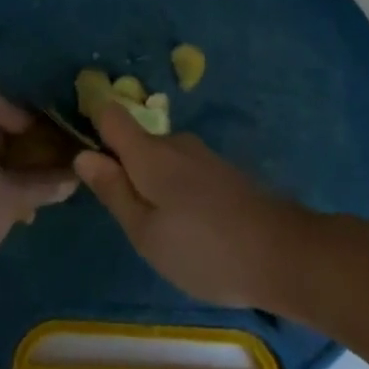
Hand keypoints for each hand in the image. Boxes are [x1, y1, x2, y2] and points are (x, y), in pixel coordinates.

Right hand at [73, 103, 315, 309]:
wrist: (285, 254)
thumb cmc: (205, 249)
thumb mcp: (146, 233)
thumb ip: (113, 191)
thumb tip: (83, 154)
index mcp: (150, 153)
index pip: (110, 115)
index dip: (92, 126)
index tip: (85, 158)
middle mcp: (175, 142)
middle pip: (135, 141)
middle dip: (124, 170)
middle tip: (127, 219)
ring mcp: (203, 155)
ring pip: (160, 159)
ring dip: (152, 186)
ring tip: (161, 232)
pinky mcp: (223, 172)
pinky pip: (182, 171)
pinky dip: (176, 192)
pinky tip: (190, 229)